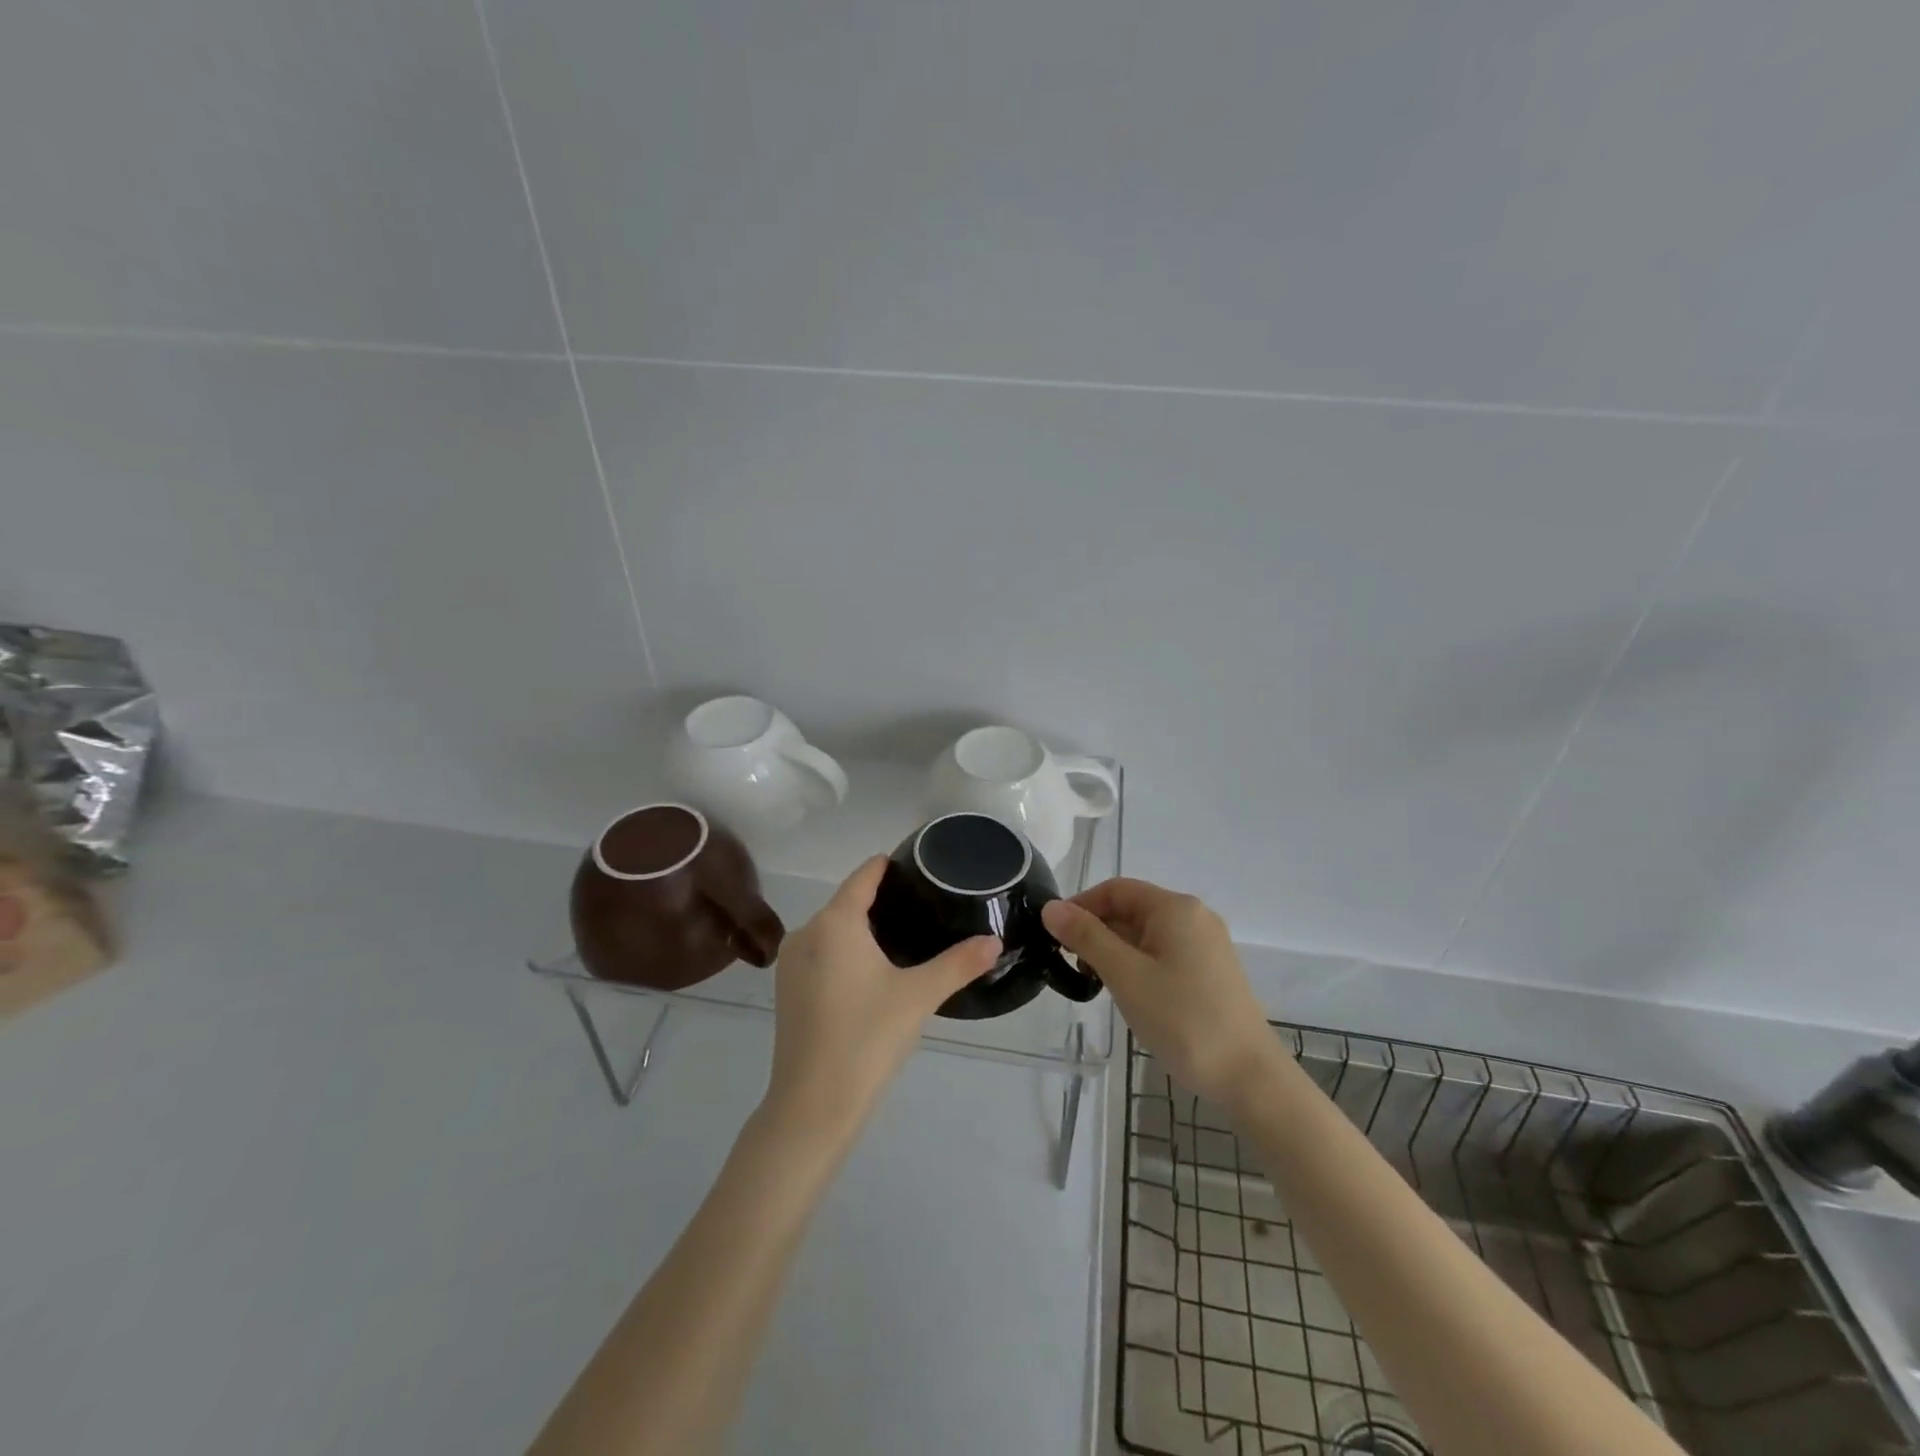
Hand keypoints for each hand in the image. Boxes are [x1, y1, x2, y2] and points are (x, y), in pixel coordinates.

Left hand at [764, 856, 1000, 1138]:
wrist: (812, 1106)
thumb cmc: (867, 1038)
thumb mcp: (919, 996)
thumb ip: (958, 963)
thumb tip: (995, 941)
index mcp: (834, 923)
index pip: (863, 877)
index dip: (888, 866)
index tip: (917, 863)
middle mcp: (806, 933)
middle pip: (847, 903)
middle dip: (882, 901)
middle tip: (925, 906)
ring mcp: (791, 964)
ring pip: (833, 931)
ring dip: (864, 929)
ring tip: (906, 936)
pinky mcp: (787, 991)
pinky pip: (822, 954)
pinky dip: (846, 952)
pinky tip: (873, 971)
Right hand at [1042, 879, 1283, 1111]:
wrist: (1249, 1077)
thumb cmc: (1183, 1019)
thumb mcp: (1126, 975)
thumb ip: (1086, 937)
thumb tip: (1051, 907)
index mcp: (1175, 908)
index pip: (1116, 889)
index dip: (1081, 905)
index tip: (1054, 935)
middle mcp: (1194, 916)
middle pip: (1132, 909)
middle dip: (1097, 931)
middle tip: (1072, 965)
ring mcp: (1207, 944)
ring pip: (1147, 933)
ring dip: (1115, 950)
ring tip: (1096, 983)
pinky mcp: (1212, 971)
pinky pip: (1164, 953)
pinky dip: (1138, 964)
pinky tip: (1129, 993)